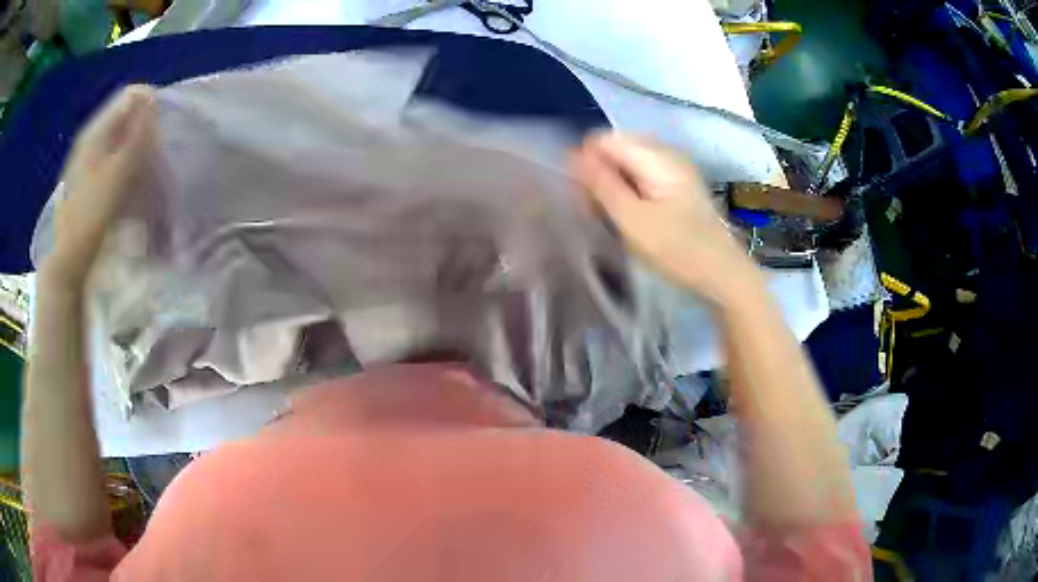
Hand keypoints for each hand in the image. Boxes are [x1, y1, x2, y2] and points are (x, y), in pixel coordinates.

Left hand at [41, 85, 155, 288]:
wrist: (65, 262)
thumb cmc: (90, 216)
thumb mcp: (118, 173)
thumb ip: (137, 135)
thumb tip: (154, 100)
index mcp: (96, 130)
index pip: (131, 96)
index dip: (151, 105)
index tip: (164, 127)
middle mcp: (90, 139)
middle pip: (124, 118)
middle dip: (144, 128)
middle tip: (156, 151)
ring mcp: (85, 161)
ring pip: (118, 140)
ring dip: (134, 149)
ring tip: (145, 169)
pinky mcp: (85, 182)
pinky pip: (110, 160)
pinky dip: (123, 165)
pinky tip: (127, 185)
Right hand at [571, 132, 758, 304]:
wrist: (723, 274)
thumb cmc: (677, 250)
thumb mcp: (632, 220)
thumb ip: (602, 184)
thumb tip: (573, 155)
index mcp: (655, 155)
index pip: (604, 139)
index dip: (586, 161)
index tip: (581, 194)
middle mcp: (666, 153)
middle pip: (617, 148)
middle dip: (600, 172)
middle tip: (595, 208)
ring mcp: (676, 168)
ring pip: (629, 163)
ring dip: (614, 183)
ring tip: (611, 215)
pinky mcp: (680, 185)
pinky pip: (644, 175)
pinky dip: (631, 190)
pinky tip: (631, 215)